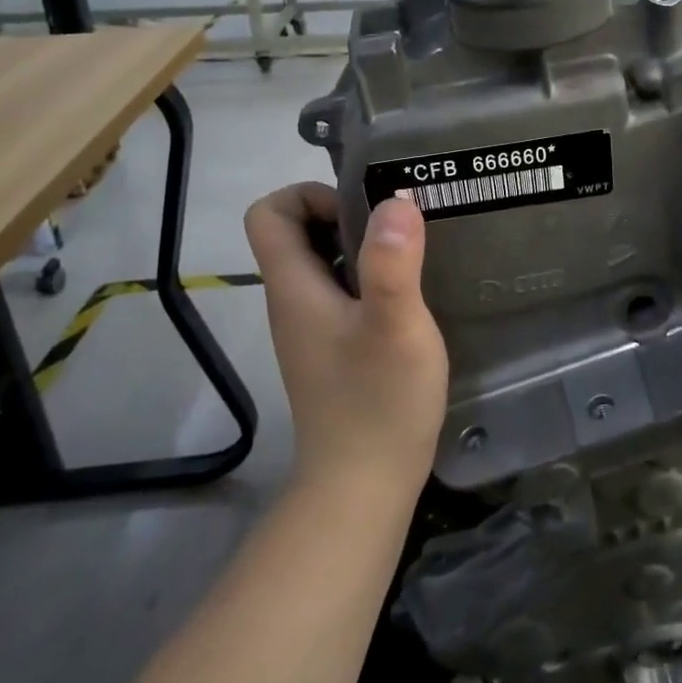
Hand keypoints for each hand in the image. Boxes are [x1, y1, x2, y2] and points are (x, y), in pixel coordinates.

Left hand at [244, 184, 448, 496]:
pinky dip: (369, 278)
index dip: (309, 194)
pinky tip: (410, 294)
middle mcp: (293, 302)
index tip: (362, 208)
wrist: (363, 488)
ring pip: (322, 263)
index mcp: (294, 287)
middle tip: (400, 226)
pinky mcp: (333, 349)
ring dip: (362, 246)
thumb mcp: (395, 327)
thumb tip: (396, 199)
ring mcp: (312, 329)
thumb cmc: (378, 403)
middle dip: (345, 214)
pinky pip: (341, 292)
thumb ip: (393, 265)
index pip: (268, 213)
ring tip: (413, 252)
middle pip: (296, 233)